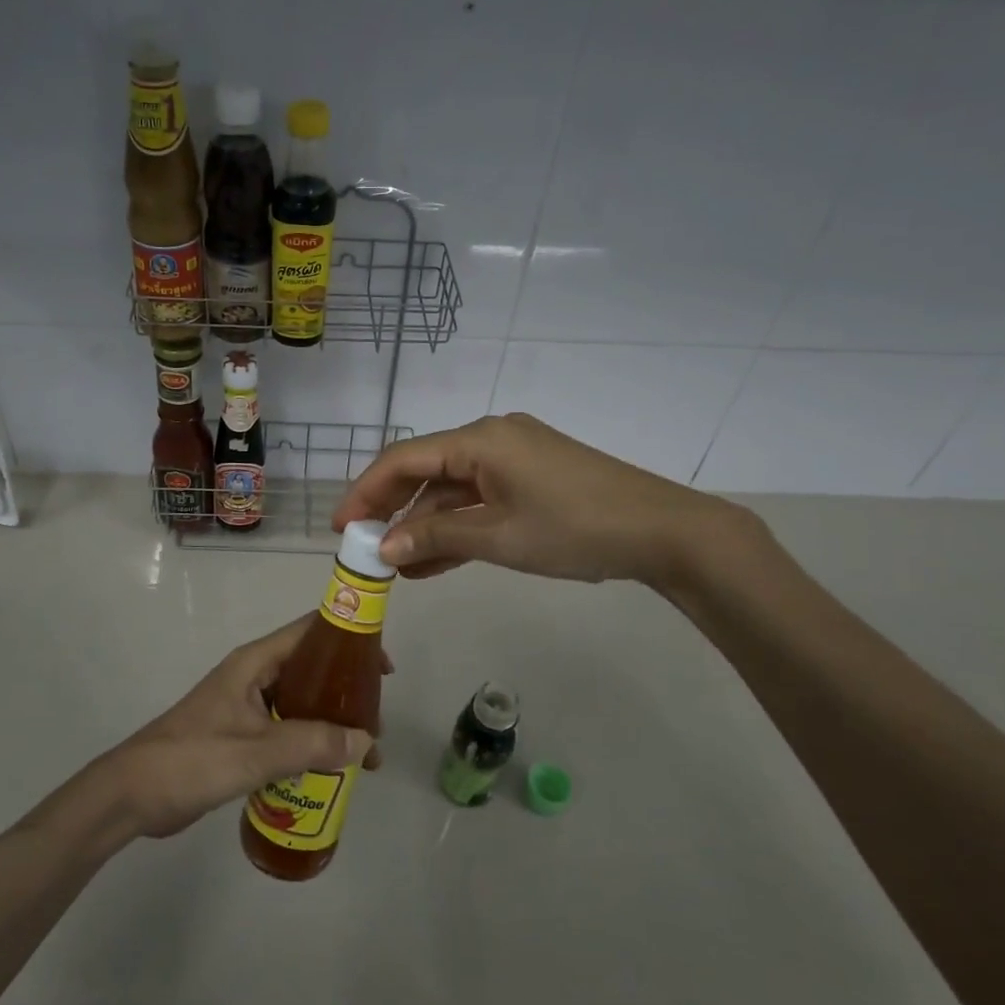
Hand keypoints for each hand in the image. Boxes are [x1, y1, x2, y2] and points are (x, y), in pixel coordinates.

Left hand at [98, 616, 385, 839]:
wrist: (133, 795)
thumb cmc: (192, 759)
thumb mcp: (255, 752)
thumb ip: (311, 745)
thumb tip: (366, 742)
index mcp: (254, 663)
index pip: (310, 632)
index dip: (349, 639)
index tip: (384, 667)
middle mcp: (254, 677)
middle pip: (311, 670)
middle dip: (347, 692)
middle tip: (377, 723)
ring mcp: (246, 707)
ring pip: (301, 704)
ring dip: (331, 724)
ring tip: (364, 755)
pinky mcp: (241, 737)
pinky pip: (287, 732)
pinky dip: (311, 745)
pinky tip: (330, 771)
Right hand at [334, 412, 755, 587]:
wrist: (664, 531)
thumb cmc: (574, 528)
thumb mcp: (498, 537)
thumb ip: (435, 539)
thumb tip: (384, 549)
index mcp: (479, 440)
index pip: (403, 459)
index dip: (366, 491)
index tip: (341, 527)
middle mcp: (491, 438)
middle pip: (425, 470)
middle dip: (392, 509)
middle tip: (363, 546)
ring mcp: (515, 457)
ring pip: (453, 488)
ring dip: (425, 525)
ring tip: (397, 566)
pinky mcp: (532, 477)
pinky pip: (480, 498)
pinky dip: (458, 526)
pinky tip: (435, 560)